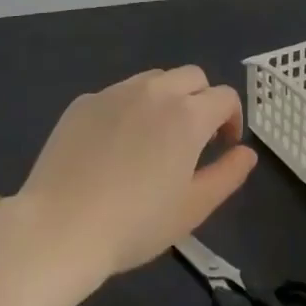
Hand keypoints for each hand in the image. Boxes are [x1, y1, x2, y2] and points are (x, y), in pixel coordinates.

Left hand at [14, 66, 257, 294]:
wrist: (58, 229)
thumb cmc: (134, 224)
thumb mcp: (193, 208)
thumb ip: (228, 175)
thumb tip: (246, 152)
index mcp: (188, 114)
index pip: (225, 96)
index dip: (232, 119)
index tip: (224, 147)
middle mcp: (155, 90)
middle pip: (192, 77)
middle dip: (202, 100)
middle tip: (193, 139)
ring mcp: (115, 92)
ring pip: (154, 80)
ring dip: (166, 99)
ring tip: (153, 139)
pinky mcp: (84, 102)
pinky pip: (118, 94)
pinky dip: (128, 110)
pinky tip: (113, 147)